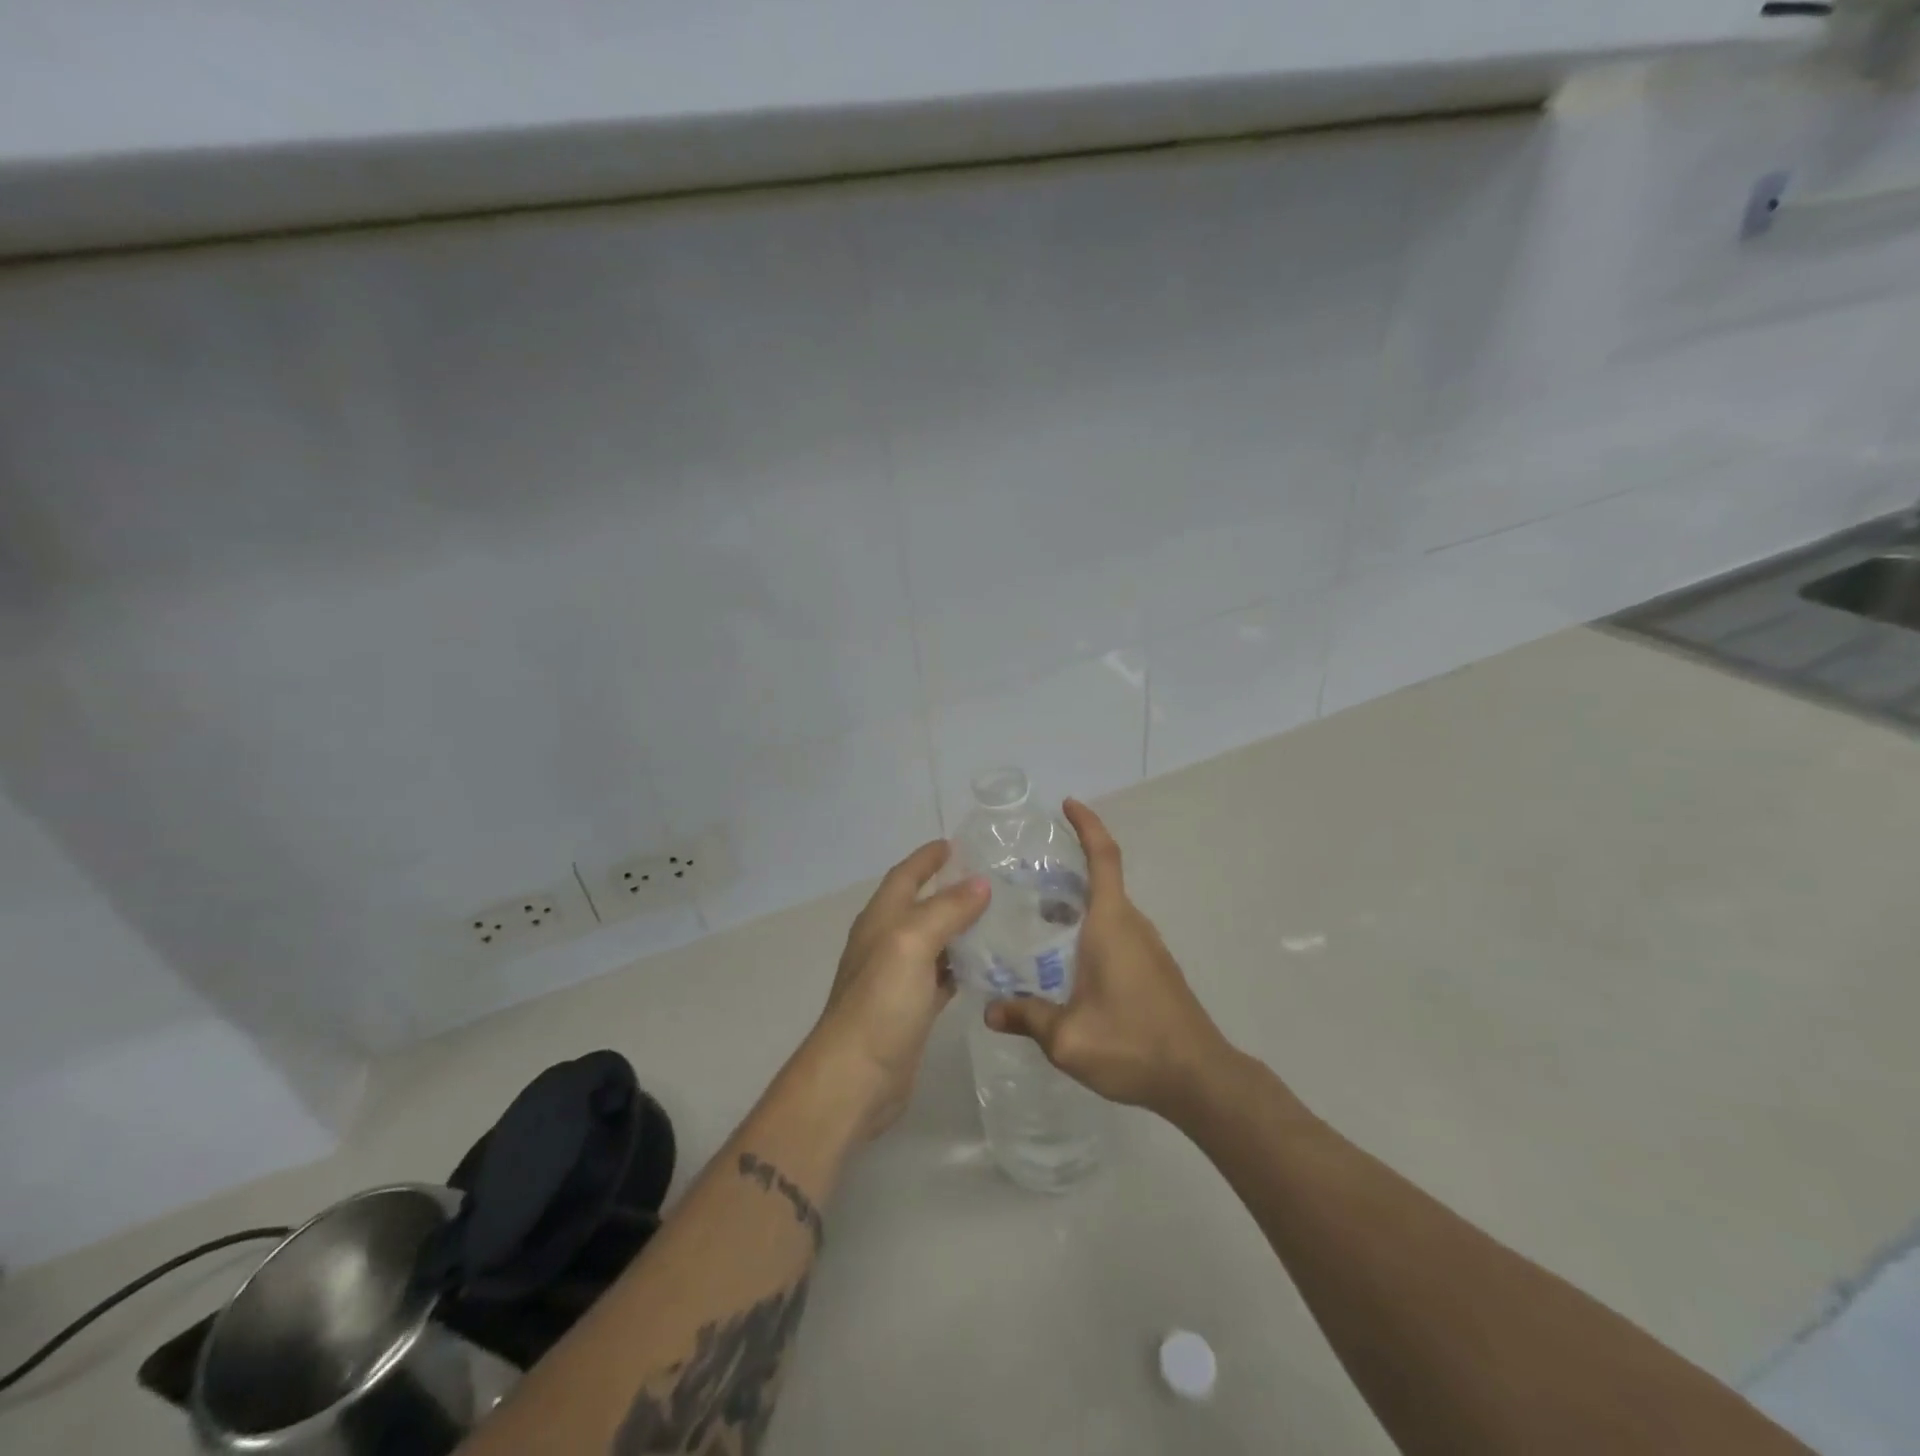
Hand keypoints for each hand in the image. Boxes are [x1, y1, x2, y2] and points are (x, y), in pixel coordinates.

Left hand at [811, 840, 988, 1138]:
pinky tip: (988, 966)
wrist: (856, 1078)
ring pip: (934, 940)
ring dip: (959, 927)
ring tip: (998, 916)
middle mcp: (887, 943)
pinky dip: (962, 965)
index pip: (905, 876)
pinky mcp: (912, 1009)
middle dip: (949, 889)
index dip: (926, 858)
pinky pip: (941, 975)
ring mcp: (898, 978)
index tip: (955, 843)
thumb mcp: (912, 944)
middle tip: (990, 879)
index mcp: (881, 919)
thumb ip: (946, 910)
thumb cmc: (880, 1002)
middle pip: (920, 905)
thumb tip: (980, 883)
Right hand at [986, 799, 1229, 1119]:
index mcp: (1111, 923)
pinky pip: (1115, 931)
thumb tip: (990, 1012)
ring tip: (1034, 914)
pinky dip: (1088, 927)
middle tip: (1023, 872)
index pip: (1103, 857)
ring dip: (1075, 902)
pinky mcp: (1153, 968)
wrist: (1200, 1078)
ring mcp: (1147, 946)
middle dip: (1067, 866)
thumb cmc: (1133, 1044)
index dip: (1087, 825)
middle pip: (1101, 879)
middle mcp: (1131, 924)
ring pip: (1107, 909)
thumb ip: (1027, 1018)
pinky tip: (1064, 958)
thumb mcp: (1068, 1038)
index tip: (1068, 804)